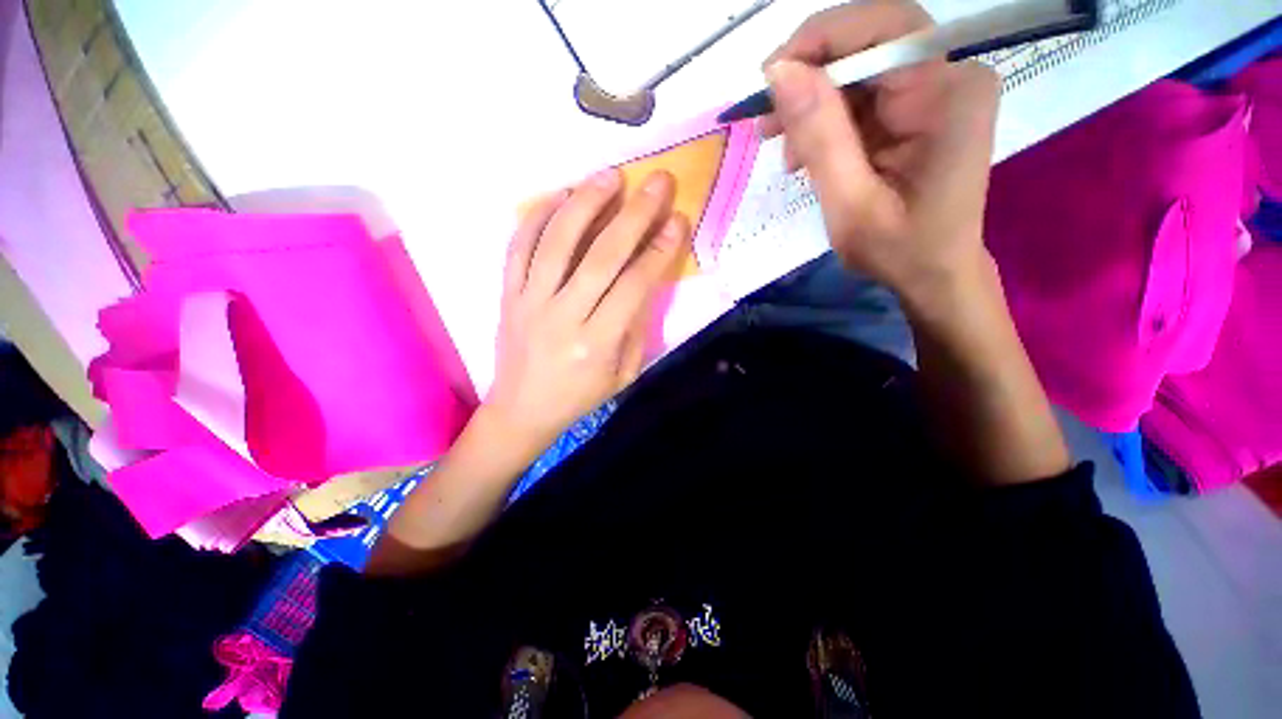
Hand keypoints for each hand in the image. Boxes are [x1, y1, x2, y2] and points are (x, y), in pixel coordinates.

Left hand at [485, 168, 689, 454]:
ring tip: (609, 176)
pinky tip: (560, 195)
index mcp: (596, 344)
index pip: (633, 286)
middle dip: (634, 215)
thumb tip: (646, 280)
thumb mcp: (623, 375)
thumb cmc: (579, 396)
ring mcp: (529, 302)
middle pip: (601, 256)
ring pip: (557, 242)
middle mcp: (562, 317)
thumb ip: (637, 328)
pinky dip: (537, 216)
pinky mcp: (507, 294)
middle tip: (657, 182)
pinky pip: (518, 247)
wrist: (522, 410)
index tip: (676, 221)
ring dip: (585, 203)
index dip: (658, 251)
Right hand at [759, 0, 1000, 306]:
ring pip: (859, 71)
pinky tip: (807, 155)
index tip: (768, 82)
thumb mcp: (850, 203)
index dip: (820, 41)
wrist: (934, 274)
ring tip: (786, 153)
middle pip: (868, 44)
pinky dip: (826, 123)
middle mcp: (951, 76)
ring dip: (812, 107)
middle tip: (767, 125)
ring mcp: (937, 91)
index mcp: (948, 93)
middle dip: (810, 79)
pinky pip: (862, 97)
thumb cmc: (899, 251)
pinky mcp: (919, 109)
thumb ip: (820, 136)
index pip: (883, 28)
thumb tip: (779, 71)